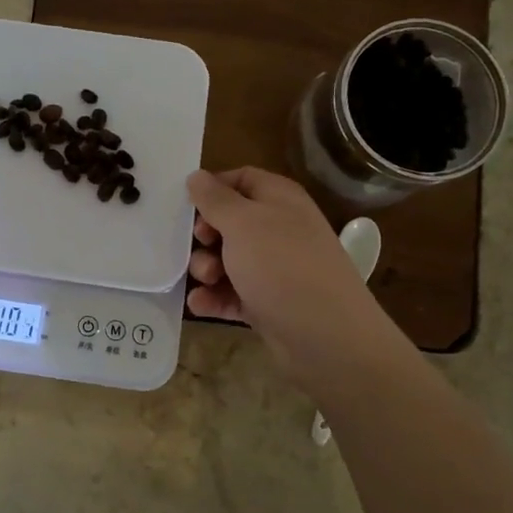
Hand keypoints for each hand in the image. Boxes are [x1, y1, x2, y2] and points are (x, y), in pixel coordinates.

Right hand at [186, 167, 400, 385]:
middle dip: (205, 235)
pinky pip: (231, 292)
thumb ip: (215, 199)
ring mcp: (274, 268)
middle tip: (197, 245)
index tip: (186, 204)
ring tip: (206, 280)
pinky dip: (214, 297)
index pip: (241, 179)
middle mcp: (279, 229)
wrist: (326, 336)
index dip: (213, 188)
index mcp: (279, 199)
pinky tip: (200, 305)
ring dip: (206, 268)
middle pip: (229, 222)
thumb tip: (197, 176)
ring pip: (227, 259)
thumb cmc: (282, 266)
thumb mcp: (243, 223)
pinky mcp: (267, 302)